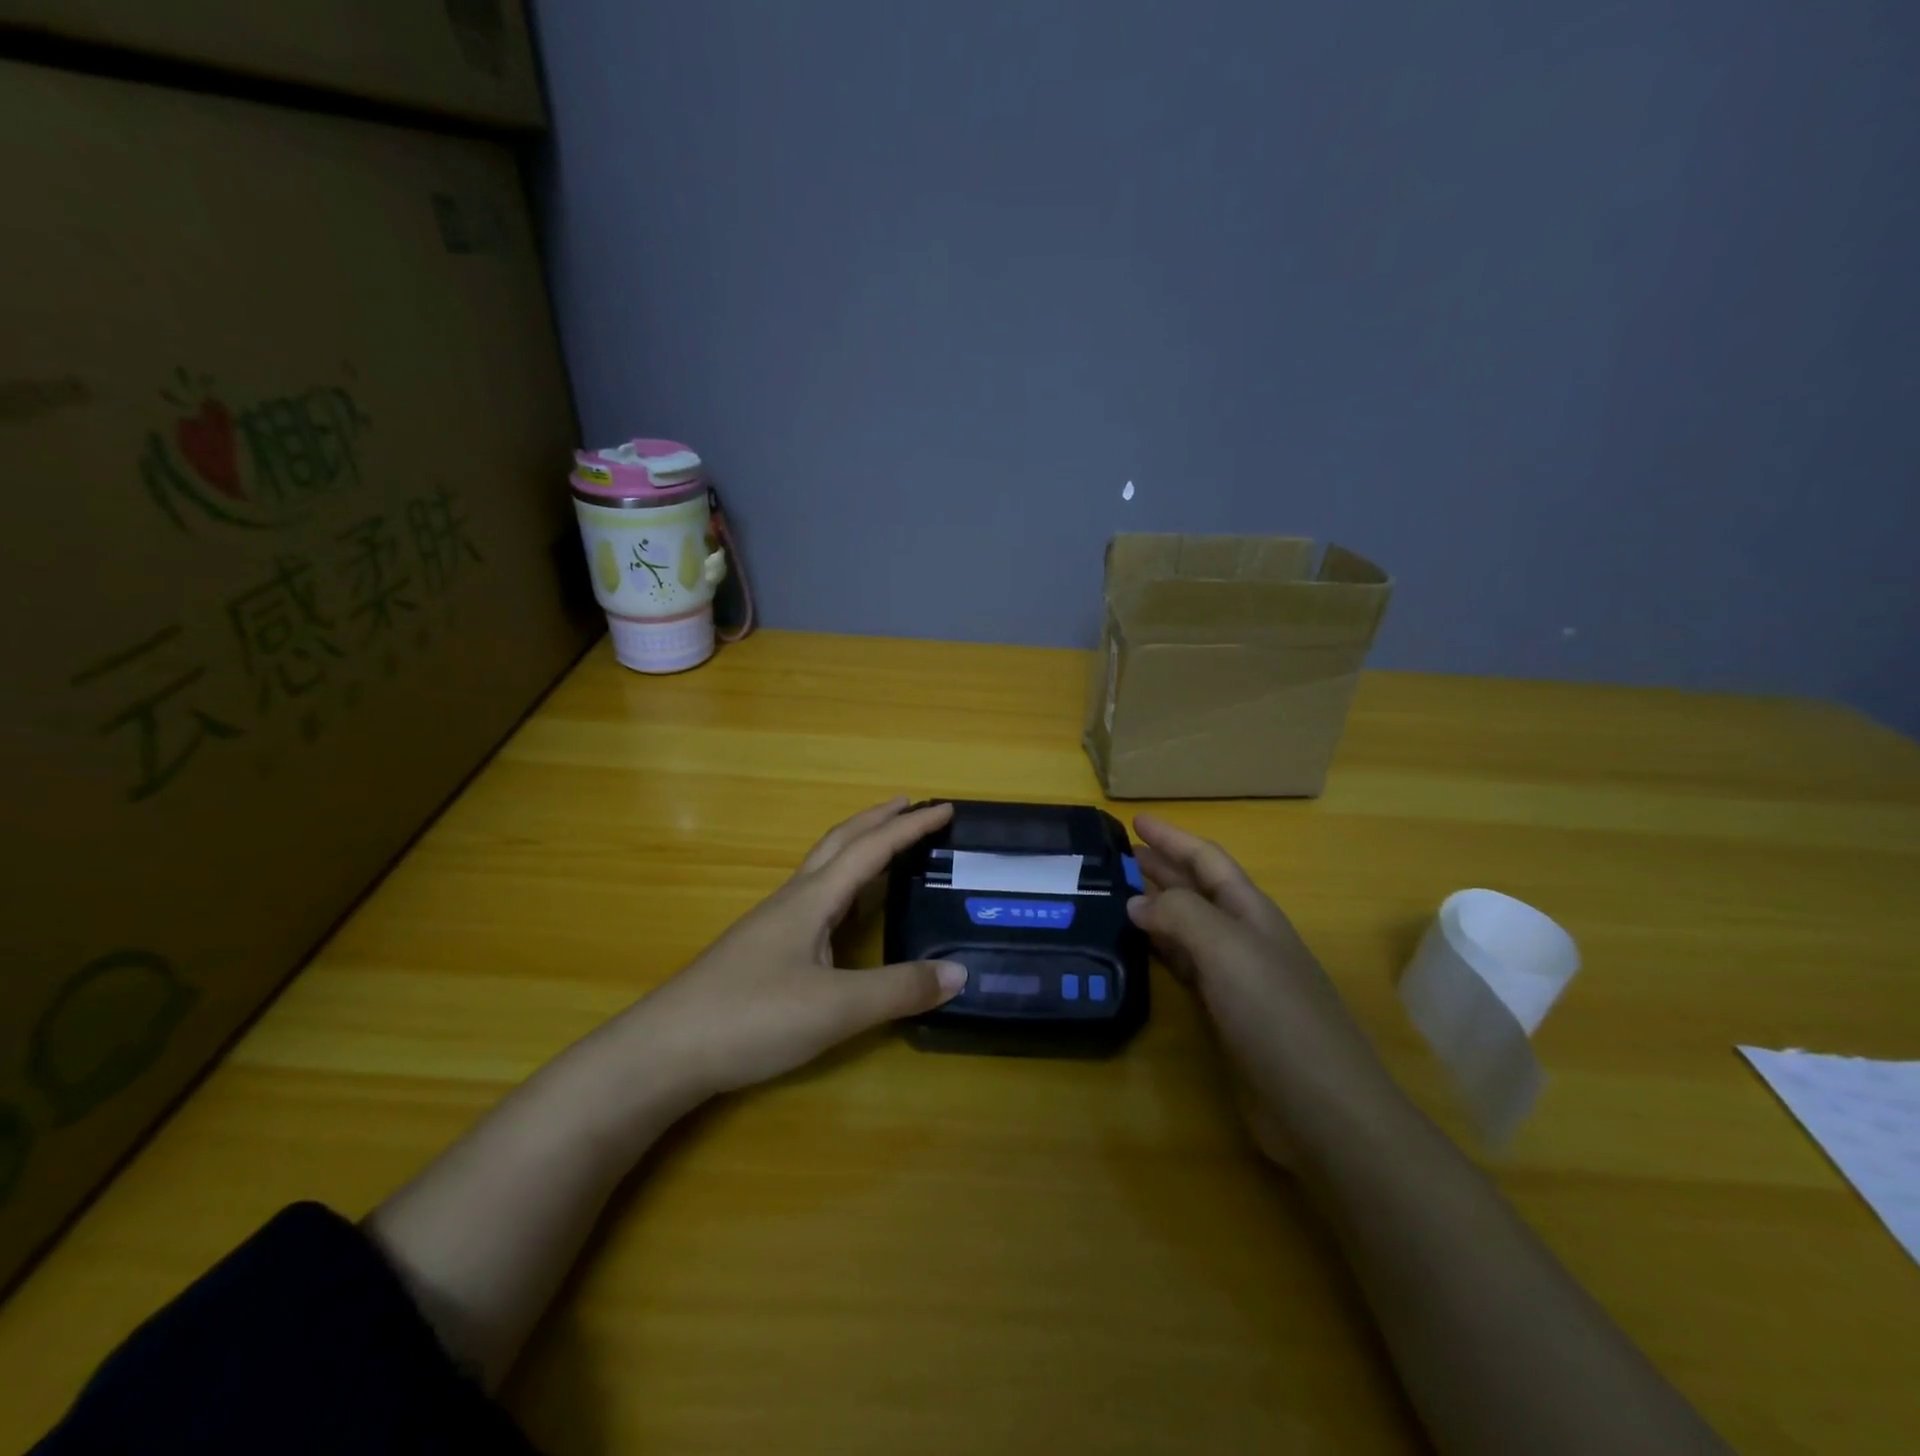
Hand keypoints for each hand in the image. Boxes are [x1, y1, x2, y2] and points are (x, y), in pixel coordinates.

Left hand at [631, 798, 965, 1098]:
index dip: (910, 827)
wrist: (664, 1052)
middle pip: (839, 843)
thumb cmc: (752, 1017)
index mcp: (812, 899)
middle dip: (877, 821)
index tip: (945, 808)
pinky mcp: (761, 951)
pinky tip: (843, 914)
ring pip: (822, 870)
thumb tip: (959, 973)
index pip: (871, 849)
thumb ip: (899, 990)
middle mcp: (792, 901)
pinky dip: (842, 886)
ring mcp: (772, 925)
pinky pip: (812, 899)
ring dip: (857, 849)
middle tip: (911, 807)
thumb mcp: (836, 1008)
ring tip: (885, 850)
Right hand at [1126, 814, 1397, 1162]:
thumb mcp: (1228, 951)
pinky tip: (1141, 948)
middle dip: (1162, 867)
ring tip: (1119, 893)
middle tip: (1118, 854)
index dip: (1172, 838)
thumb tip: (1137, 901)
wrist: (1323, 1109)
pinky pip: (1186, 966)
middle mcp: (1245, 937)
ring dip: (1158, 906)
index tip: (1135, 819)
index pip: (1207, 860)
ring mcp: (1238, 978)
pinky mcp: (1227, 1015)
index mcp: (1251, 912)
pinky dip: (1161, 949)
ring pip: (1189, 926)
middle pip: (1198, 889)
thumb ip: (1181, 915)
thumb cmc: (1278, 1017)